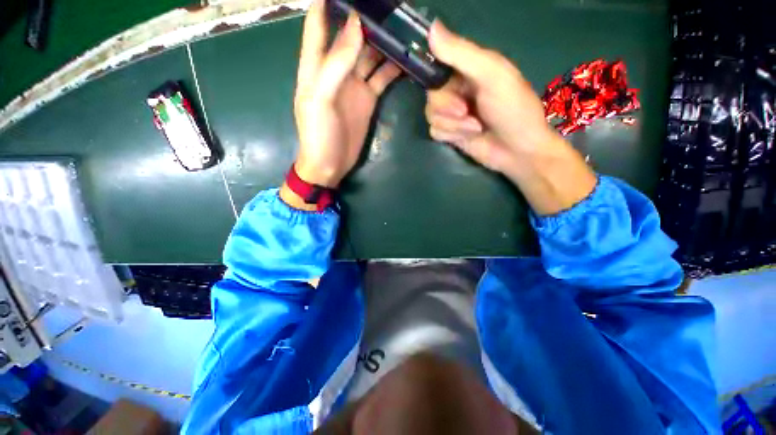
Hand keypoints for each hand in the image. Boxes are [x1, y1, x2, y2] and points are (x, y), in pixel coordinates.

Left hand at [293, 0, 401, 187]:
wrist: (330, 164)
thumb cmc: (318, 134)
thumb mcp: (320, 98)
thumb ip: (336, 63)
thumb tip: (356, 26)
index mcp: (316, 65)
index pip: (318, 25)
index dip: (326, 4)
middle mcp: (336, 70)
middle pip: (350, 36)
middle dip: (365, 18)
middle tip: (388, 6)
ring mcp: (355, 84)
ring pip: (370, 54)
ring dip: (383, 41)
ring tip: (401, 26)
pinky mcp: (368, 99)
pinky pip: (382, 77)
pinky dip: (392, 67)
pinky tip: (405, 57)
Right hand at [424, 21, 596, 214]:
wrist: (518, 151)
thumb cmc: (513, 109)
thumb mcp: (492, 75)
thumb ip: (462, 54)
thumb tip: (431, 27)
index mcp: (467, 69)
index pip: (436, 64)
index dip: (432, 73)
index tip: (439, 82)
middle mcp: (456, 90)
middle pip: (431, 95)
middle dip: (448, 107)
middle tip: (467, 110)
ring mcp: (451, 114)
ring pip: (431, 115)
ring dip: (453, 124)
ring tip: (475, 127)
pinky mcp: (449, 133)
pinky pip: (434, 131)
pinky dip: (451, 135)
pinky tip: (469, 136)